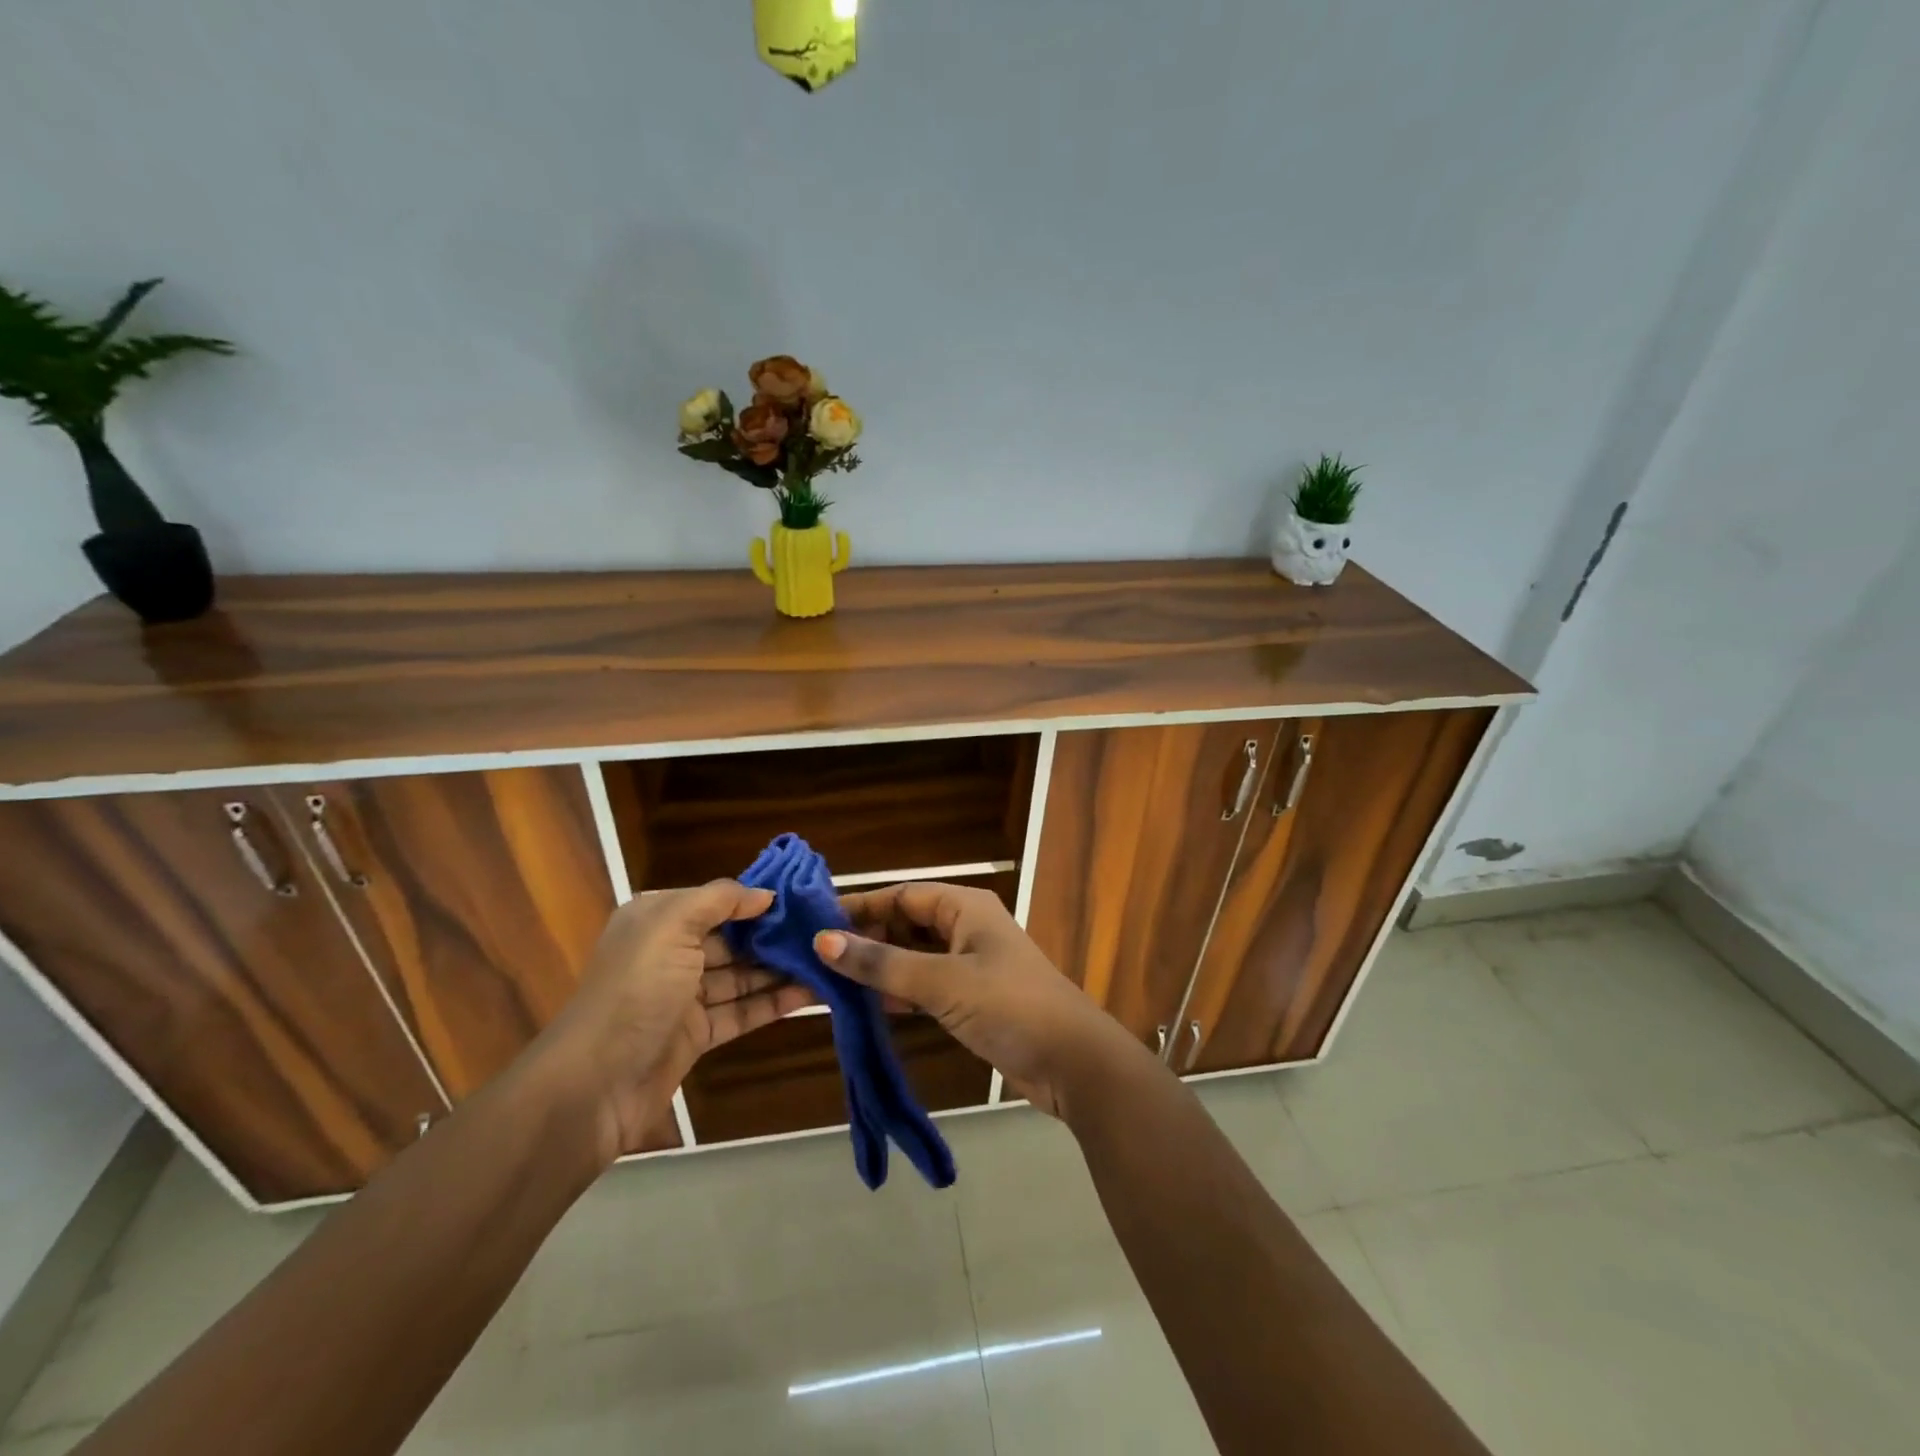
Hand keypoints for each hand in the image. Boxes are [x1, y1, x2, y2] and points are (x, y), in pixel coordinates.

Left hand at [533, 881, 813, 1162]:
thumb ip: (720, 900)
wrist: (592, 1086)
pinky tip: (812, 993)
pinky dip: (774, 1002)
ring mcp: (684, 996)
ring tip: (828, 960)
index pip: (716, 901)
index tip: (803, 897)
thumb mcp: (671, 926)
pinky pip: (742, 1011)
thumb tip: (765, 894)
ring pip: (741, 975)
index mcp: (657, 920)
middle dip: (774, 934)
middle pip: (732, 938)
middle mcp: (670, 952)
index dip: (757, 898)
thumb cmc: (635, 991)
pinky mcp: (696, 1035)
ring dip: (781, 968)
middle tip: (825, 930)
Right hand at [817, 882, 1140, 1118]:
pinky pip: (924, 985)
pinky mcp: (971, 999)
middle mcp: (966, 928)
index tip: (813, 924)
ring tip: (828, 983)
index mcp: (964, 907)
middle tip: (814, 960)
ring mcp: (970, 964)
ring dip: (877, 968)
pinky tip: (865, 1006)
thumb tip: (823, 941)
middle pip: (905, 924)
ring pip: (912, 957)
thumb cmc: (1010, 1006)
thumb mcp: (942, 982)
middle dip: (864, 940)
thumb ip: (882, 963)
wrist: (1073, 1062)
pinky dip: (897, 992)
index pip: (901, 896)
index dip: (859, 907)